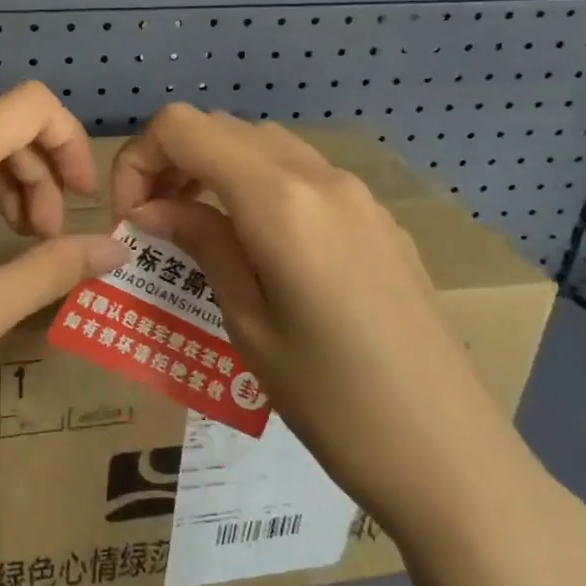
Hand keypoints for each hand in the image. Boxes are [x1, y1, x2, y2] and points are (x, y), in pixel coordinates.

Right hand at [109, 104, 543, 544]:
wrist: (453, 456)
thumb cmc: (333, 402)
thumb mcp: (247, 323)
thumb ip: (202, 245)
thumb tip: (152, 208)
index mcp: (280, 200)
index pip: (183, 128)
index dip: (139, 159)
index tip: (132, 219)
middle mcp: (320, 177)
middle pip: (222, 128)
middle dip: (173, 162)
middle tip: (156, 226)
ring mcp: (358, 194)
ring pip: (264, 145)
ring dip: (216, 170)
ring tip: (200, 232)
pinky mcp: (379, 219)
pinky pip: (303, 174)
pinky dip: (260, 186)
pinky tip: (260, 246)